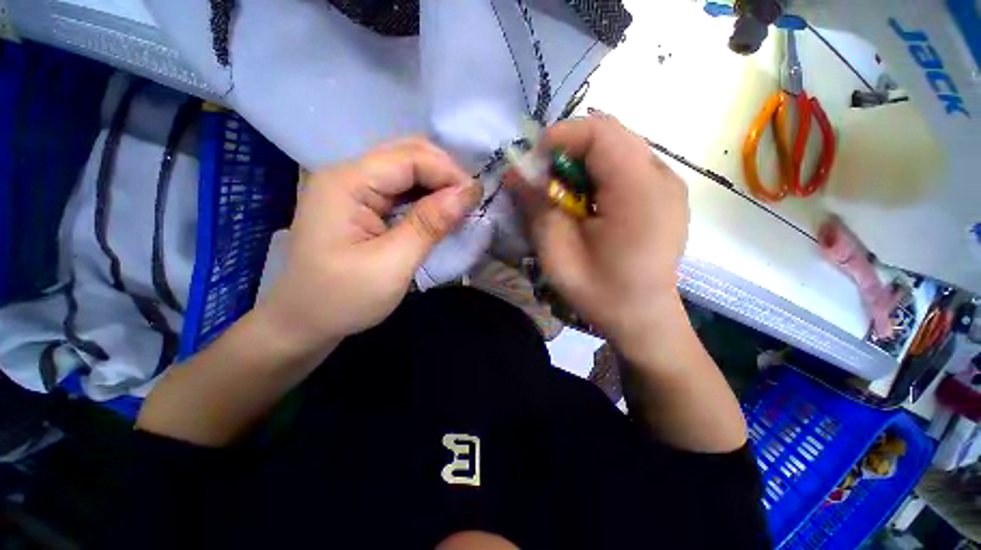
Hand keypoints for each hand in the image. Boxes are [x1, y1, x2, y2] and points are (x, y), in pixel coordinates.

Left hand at [260, 138, 482, 354]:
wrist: (302, 323)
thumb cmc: (342, 299)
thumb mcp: (392, 265)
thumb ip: (429, 225)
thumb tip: (467, 193)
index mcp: (346, 183)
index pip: (409, 158)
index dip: (447, 173)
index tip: (476, 198)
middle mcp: (347, 175)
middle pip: (406, 154)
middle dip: (444, 173)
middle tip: (469, 201)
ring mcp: (352, 189)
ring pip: (406, 170)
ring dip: (436, 185)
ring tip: (459, 207)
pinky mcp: (360, 206)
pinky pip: (400, 190)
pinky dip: (424, 198)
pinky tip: (438, 213)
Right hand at [516, 115, 688, 361]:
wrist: (643, 318)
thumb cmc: (600, 291)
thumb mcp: (556, 252)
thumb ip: (535, 206)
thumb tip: (514, 171)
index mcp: (639, 190)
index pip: (600, 132)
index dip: (560, 138)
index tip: (532, 164)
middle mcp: (662, 176)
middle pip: (611, 135)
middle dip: (569, 150)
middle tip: (545, 182)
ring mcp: (669, 184)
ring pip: (618, 148)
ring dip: (583, 163)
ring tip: (565, 195)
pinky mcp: (665, 195)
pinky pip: (627, 166)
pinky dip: (599, 174)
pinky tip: (588, 203)